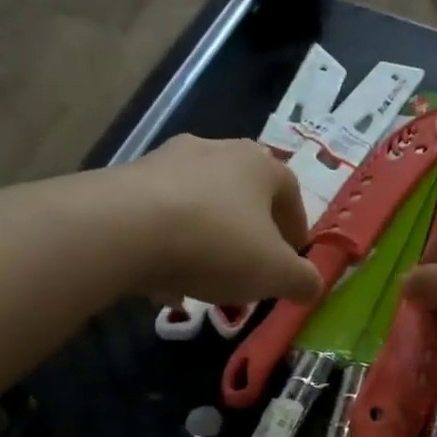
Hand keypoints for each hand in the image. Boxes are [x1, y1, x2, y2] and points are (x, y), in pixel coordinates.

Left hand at [117, 136, 322, 304]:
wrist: (123, 229)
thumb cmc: (216, 244)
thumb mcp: (275, 273)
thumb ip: (302, 280)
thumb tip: (313, 286)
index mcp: (259, 165)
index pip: (290, 192)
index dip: (296, 227)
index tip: (293, 256)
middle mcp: (215, 150)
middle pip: (243, 194)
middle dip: (251, 230)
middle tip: (252, 265)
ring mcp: (167, 160)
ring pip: (201, 203)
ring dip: (209, 234)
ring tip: (206, 274)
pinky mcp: (127, 179)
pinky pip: (162, 214)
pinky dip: (171, 240)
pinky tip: (165, 275)